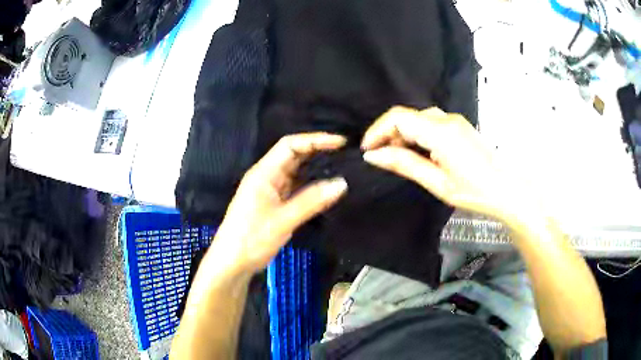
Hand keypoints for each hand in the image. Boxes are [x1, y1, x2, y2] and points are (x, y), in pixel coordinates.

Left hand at [210, 133, 347, 273]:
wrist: (232, 263)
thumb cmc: (251, 239)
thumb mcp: (283, 220)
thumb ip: (312, 201)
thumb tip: (342, 183)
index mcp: (264, 173)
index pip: (290, 145)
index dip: (315, 139)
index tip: (340, 143)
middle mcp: (267, 177)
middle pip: (293, 155)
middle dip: (317, 151)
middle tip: (344, 155)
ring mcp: (269, 190)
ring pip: (295, 172)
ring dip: (315, 168)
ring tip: (340, 168)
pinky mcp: (273, 203)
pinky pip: (294, 187)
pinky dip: (310, 185)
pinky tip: (325, 189)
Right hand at [362, 106, 531, 222]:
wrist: (509, 190)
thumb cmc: (475, 191)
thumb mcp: (437, 183)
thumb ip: (405, 164)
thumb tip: (373, 155)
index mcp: (439, 132)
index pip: (398, 118)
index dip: (377, 130)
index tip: (367, 150)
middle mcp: (446, 119)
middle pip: (407, 116)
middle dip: (389, 134)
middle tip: (380, 158)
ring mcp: (455, 121)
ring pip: (419, 119)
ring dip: (403, 134)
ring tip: (398, 157)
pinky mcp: (460, 126)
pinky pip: (431, 123)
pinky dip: (418, 134)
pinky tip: (419, 152)